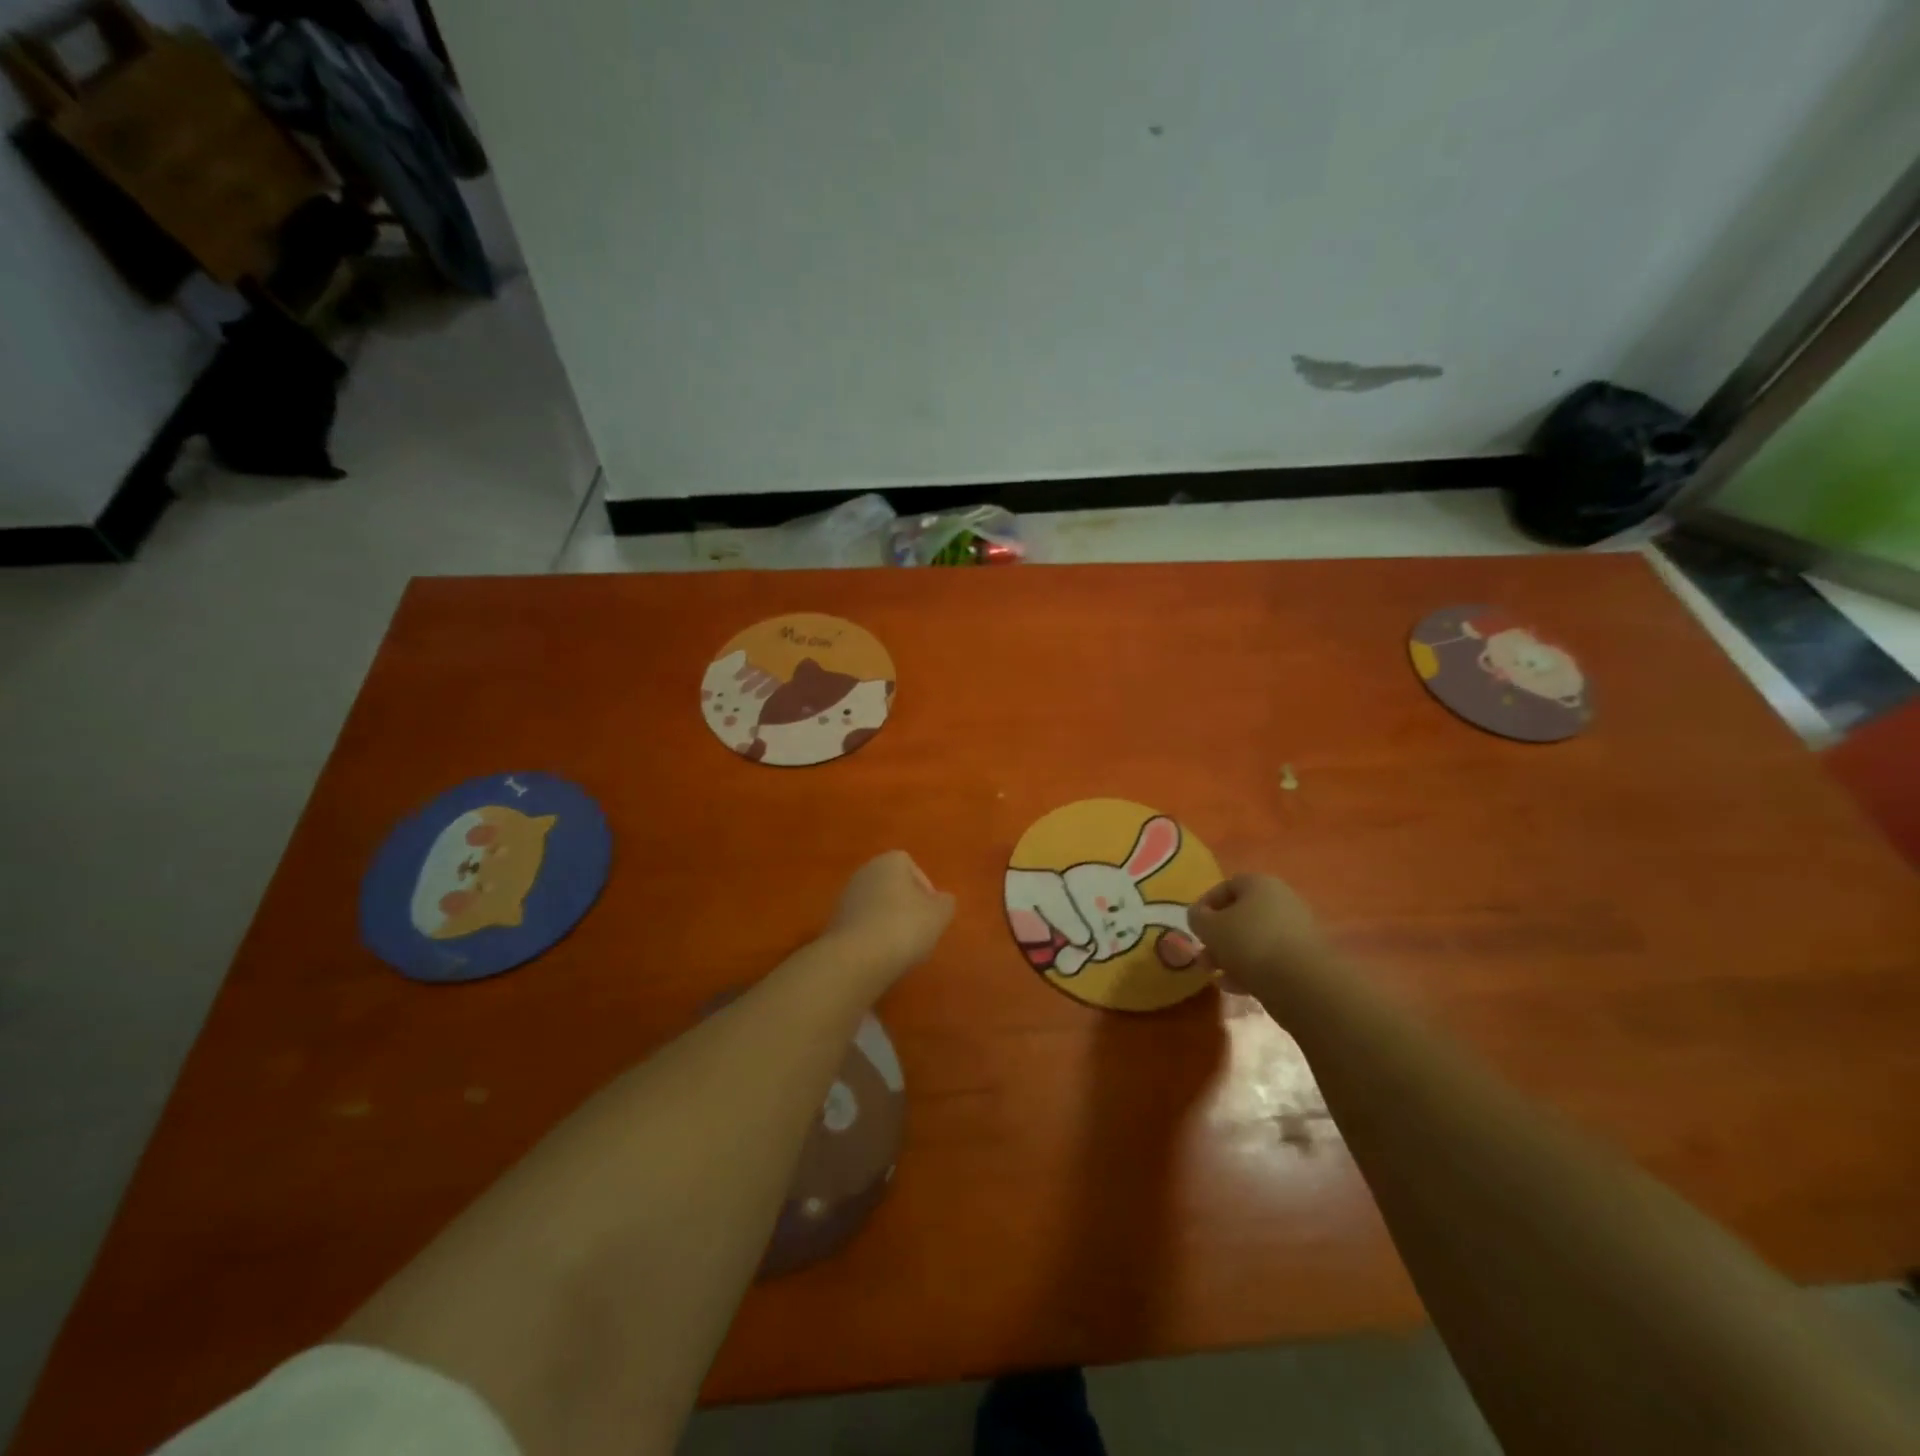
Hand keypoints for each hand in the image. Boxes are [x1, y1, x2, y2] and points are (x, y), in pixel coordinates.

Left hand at [824, 851, 955, 983]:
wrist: (856, 958)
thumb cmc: (904, 927)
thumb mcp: (940, 915)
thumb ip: (945, 903)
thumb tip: (941, 901)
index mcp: (889, 861)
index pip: (912, 867)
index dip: (925, 890)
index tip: (932, 913)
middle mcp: (864, 872)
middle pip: (893, 887)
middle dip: (907, 906)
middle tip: (919, 931)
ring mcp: (846, 897)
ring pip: (877, 907)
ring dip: (889, 922)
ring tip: (901, 948)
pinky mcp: (835, 923)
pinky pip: (863, 925)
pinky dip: (873, 937)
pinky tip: (881, 956)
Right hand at [1189, 874, 1329, 993]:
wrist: (1303, 983)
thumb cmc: (1249, 943)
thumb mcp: (1209, 928)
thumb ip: (1197, 918)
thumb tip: (1198, 916)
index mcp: (1260, 884)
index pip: (1226, 886)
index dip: (1205, 905)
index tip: (1194, 927)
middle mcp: (1282, 900)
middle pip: (1241, 915)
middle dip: (1218, 937)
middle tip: (1204, 958)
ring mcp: (1298, 930)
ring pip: (1255, 939)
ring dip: (1233, 956)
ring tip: (1218, 977)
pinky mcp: (1307, 959)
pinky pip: (1272, 959)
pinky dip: (1253, 970)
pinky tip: (1238, 988)